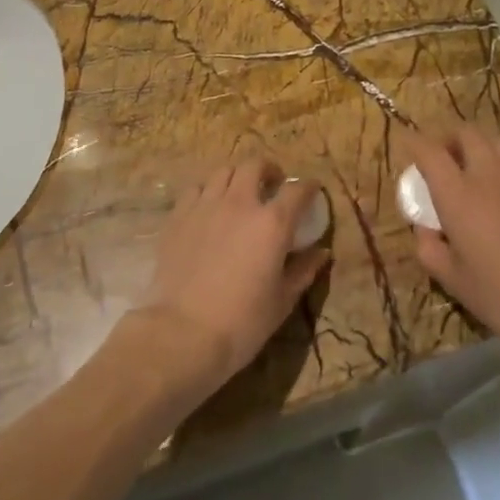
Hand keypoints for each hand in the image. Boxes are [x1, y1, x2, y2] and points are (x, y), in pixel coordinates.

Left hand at [134, 159, 327, 389]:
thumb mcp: (282, 300)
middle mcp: (240, 203)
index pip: (298, 190)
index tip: (312, 191)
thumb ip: (303, 270)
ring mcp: (205, 206)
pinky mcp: (178, 217)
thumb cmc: (242, 322)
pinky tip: (209, 207)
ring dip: (237, 177)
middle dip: (269, 170)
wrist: (182, 333)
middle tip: (273, 185)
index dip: (309, 187)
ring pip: (223, 171)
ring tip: (240, 193)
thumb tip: (321, 253)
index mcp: (272, 223)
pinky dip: (208, 191)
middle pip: (255, 166)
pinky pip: (195, 189)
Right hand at [401, 125, 499, 375]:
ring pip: (496, 141)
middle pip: (466, 132)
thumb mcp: (452, 280)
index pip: (430, 150)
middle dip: (449, 139)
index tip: (407, 146)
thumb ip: (429, 248)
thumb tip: (425, 229)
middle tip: (442, 160)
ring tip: (473, 172)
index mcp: (459, 194)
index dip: (414, 143)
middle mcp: (490, 174)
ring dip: (478, 147)